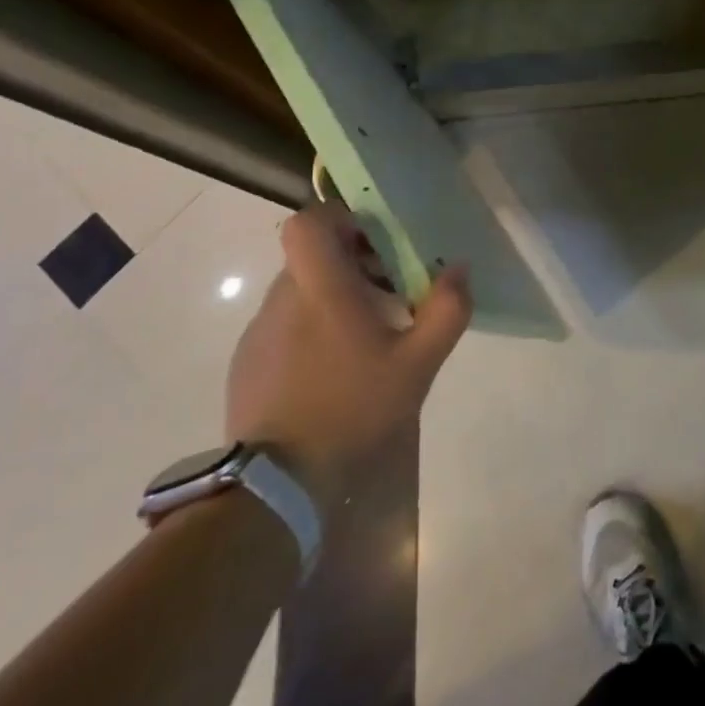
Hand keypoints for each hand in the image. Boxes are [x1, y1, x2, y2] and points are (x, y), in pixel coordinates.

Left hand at [225, 200, 470, 517]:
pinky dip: (309, 330)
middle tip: (387, 293)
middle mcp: (282, 299)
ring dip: (331, 298)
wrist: (275, 488)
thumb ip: (447, 309)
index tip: (373, 240)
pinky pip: (283, 326)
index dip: (340, 218)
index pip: (308, 222)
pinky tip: (332, 372)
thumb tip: (458, 268)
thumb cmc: (352, 410)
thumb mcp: (418, 364)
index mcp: (321, 289)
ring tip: (363, 339)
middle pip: (312, 255)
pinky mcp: (246, 364)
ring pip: (298, 290)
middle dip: (350, 262)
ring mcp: (258, 333)